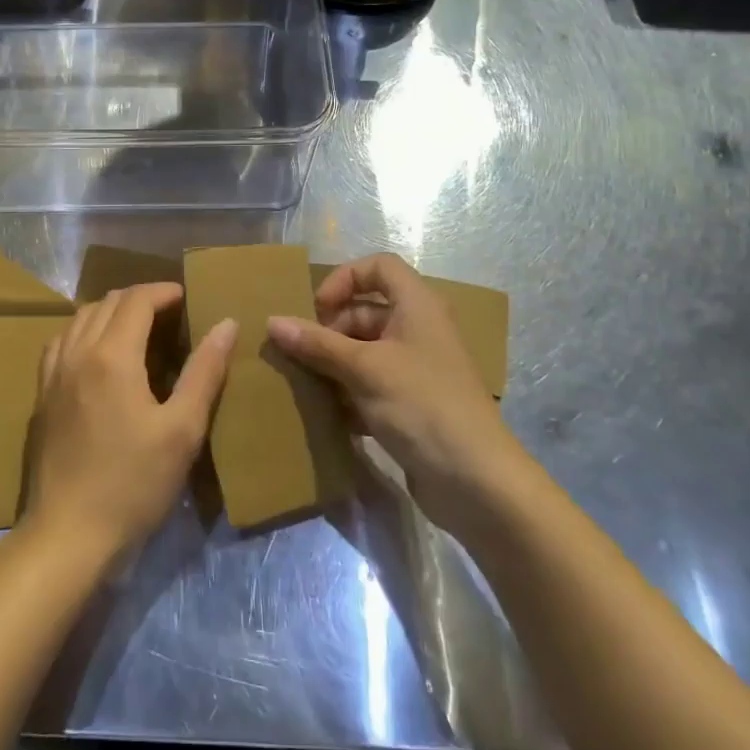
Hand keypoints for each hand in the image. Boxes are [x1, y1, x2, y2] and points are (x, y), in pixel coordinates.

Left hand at [25, 283, 235, 565]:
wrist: (67, 535)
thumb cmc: (133, 484)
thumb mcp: (182, 430)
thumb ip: (205, 372)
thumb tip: (227, 324)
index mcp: (112, 355)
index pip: (137, 300)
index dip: (165, 292)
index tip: (189, 299)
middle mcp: (77, 352)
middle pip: (108, 302)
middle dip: (141, 299)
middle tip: (171, 315)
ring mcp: (53, 373)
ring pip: (81, 318)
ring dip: (112, 312)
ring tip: (139, 330)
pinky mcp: (42, 395)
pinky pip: (62, 341)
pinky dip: (85, 331)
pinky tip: (99, 355)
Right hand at [268, 254, 510, 535]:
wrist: (477, 482)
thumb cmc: (422, 406)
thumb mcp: (364, 369)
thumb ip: (317, 344)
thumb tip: (272, 322)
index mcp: (417, 306)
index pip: (378, 267)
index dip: (345, 279)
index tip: (319, 309)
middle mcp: (418, 330)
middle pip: (365, 312)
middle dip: (330, 330)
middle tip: (301, 355)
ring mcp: (417, 369)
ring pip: (365, 352)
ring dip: (334, 364)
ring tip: (305, 384)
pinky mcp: (412, 405)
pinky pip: (371, 385)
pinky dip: (349, 393)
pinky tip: (328, 414)